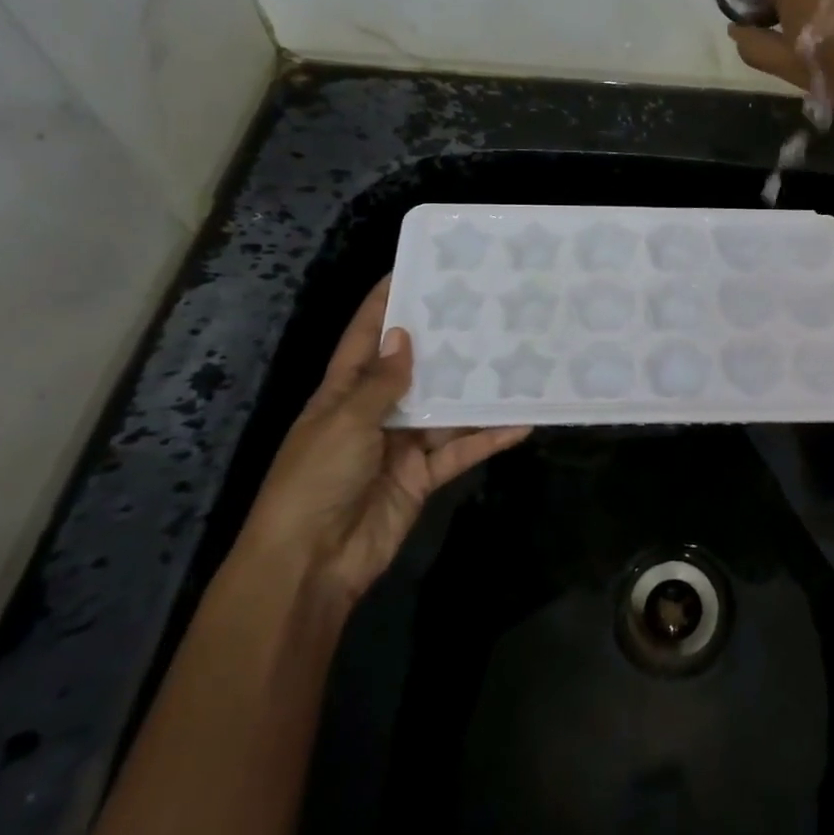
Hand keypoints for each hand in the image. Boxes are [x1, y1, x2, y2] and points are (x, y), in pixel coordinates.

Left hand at [236, 278, 529, 600]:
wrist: (310, 564)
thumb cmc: (315, 481)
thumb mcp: (344, 423)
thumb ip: (380, 383)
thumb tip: (404, 336)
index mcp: (342, 393)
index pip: (365, 337)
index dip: (385, 303)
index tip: (415, 269)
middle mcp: (374, 412)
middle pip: (415, 369)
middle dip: (444, 341)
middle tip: (485, 309)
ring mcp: (401, 445)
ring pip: (446, 408)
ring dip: (476, 390)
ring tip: (515, 358)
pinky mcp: (424, 476)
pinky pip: (461, 449)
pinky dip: (490, 437)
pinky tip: (523, 421)